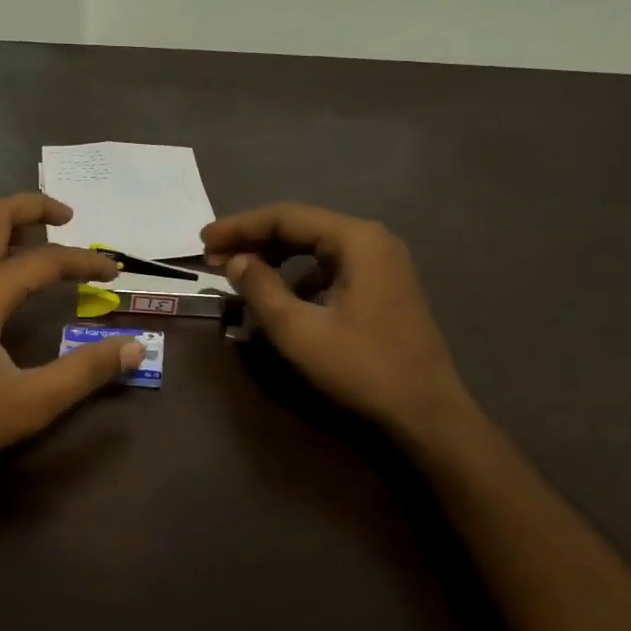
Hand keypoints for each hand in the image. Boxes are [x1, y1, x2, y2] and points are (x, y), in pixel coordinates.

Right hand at [202, 203, 476, 436]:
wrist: (426, 413)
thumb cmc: (361, 368)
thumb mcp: (298, 331)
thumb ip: (261, 289)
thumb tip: (236, 261)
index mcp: (356, 240)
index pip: (286, 217)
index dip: (240, 227)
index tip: (203, 240)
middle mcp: (373, 240)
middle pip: (302, 226)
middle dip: (255, 240)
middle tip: (213, 257)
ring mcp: (383, 263)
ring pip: (316, 247)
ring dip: (275, 257)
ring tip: (240, 273)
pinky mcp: (385, 286)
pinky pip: (332, 267)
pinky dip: (300, 275)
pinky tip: (281, 297)